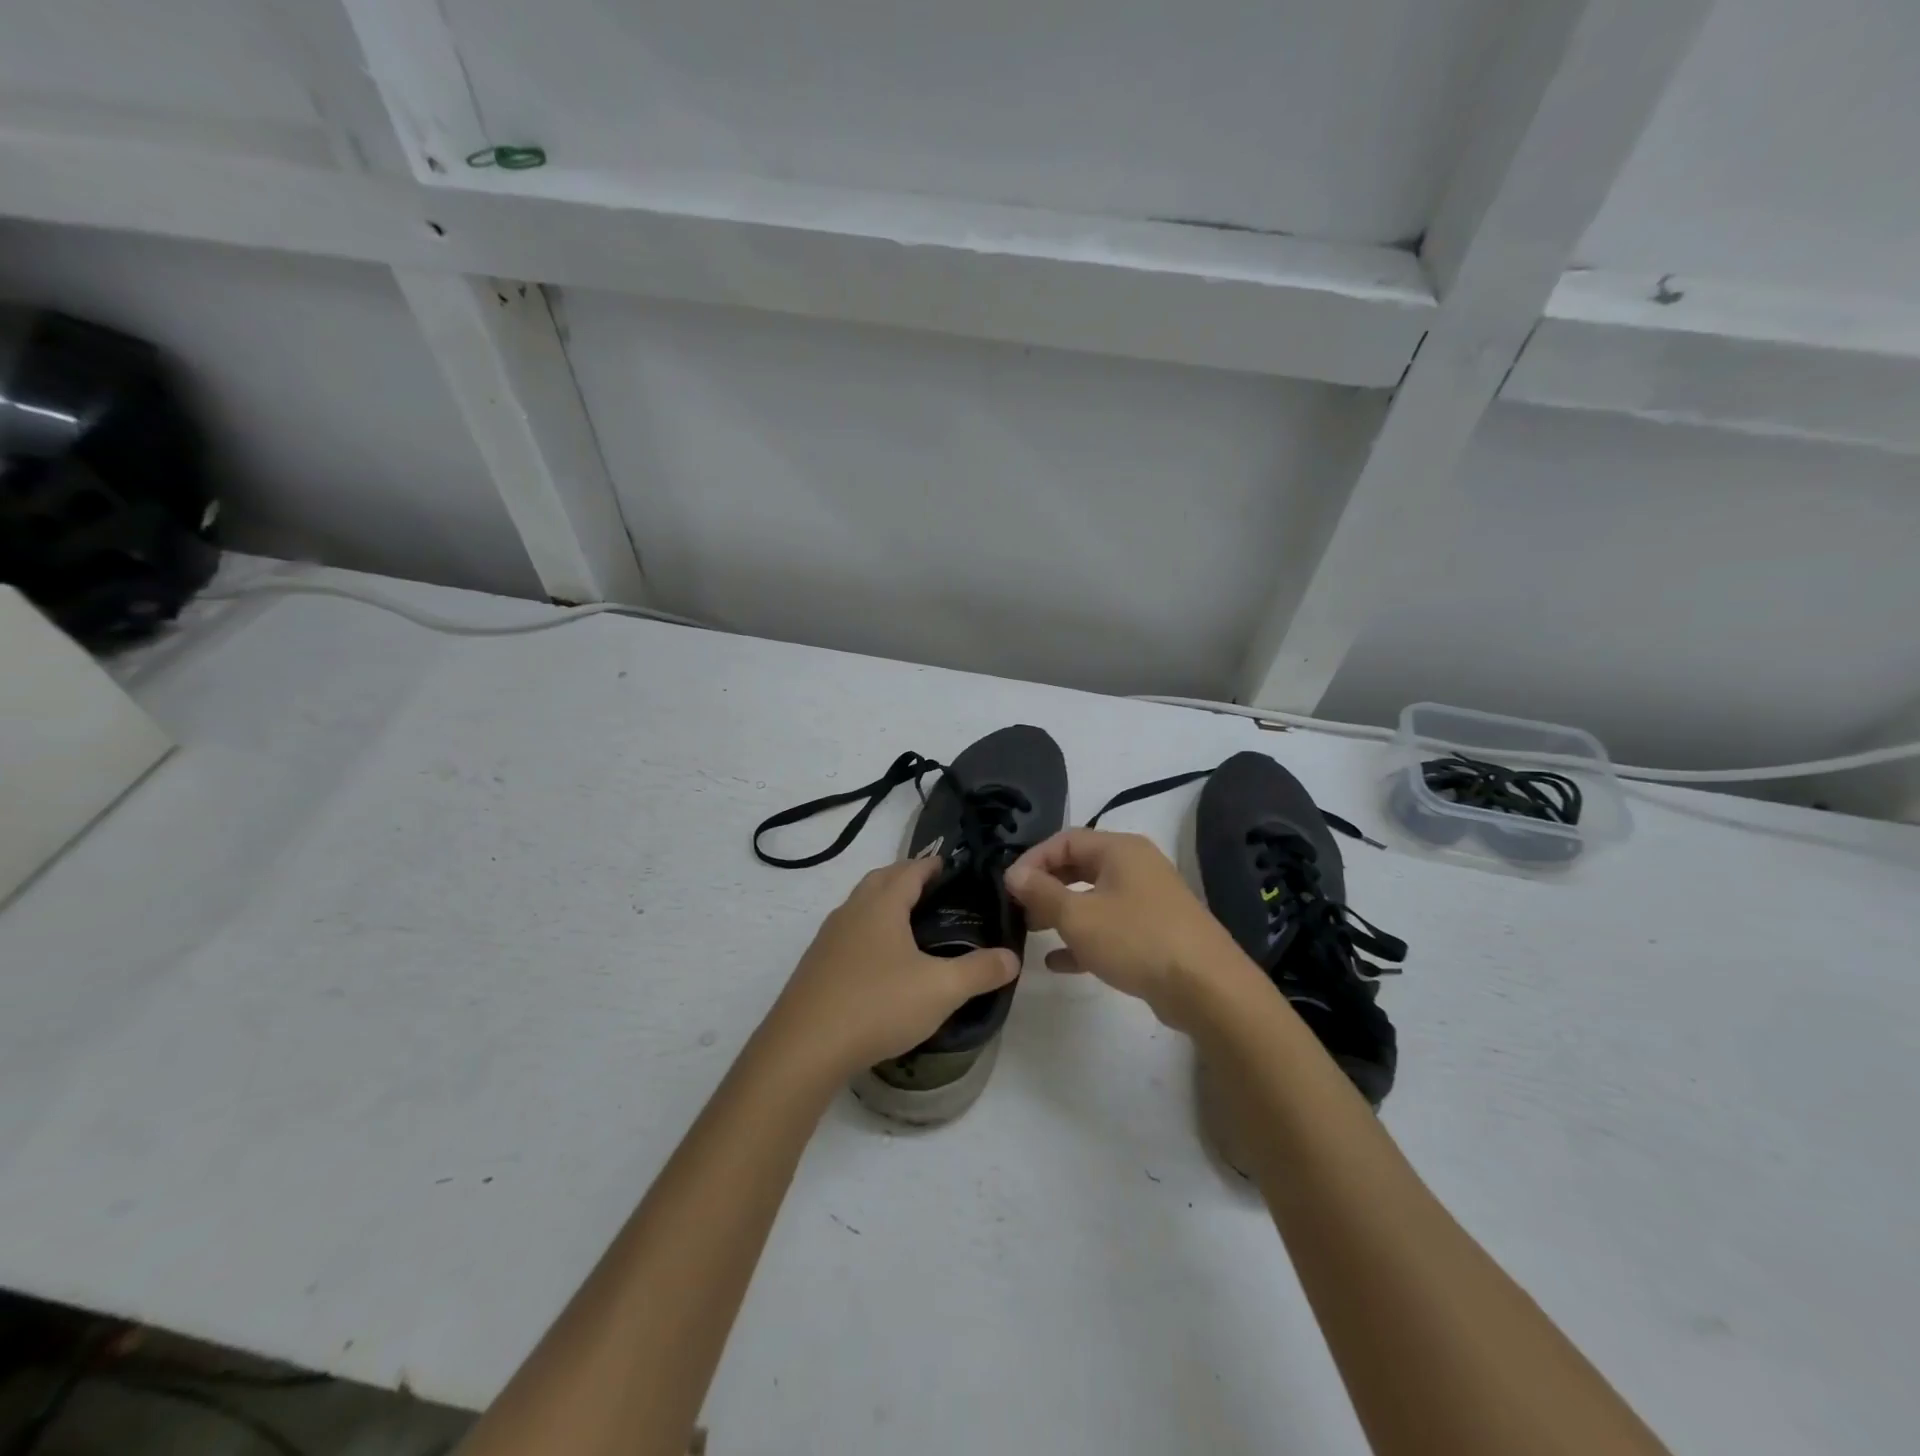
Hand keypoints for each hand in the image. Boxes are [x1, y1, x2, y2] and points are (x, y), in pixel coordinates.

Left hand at [763, 859, 1019, 1080]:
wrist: (804, 1048)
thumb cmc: (877, 1004)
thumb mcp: (940, 989)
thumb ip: (980, 971)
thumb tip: (1012, 957)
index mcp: (881, 906)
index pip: (909, 870)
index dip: (930, 865)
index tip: (950, 866)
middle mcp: (851, 912)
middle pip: (879, 880)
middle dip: (905, 878)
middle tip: (933, 890)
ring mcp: (828, 939)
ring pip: (859, 907)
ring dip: (883, 904)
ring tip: (909, 925)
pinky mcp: (815, 967)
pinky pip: (847, 935)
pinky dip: (868, 933)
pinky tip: (879, 963)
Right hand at [1005, 829, 1256, 1031]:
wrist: (1207, 988)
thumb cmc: (1136, 939)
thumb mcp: (1078, 915)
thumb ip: (1041, 892)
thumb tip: (1013, 874)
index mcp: (1120, 849)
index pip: (1065, 840)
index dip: (1033, 859)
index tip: (1008, 886)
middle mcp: (1136, 867)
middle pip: (1079, 867)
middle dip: (1046, 886)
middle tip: (1017, 908)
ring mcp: (1148, 901)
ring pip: (1094, 898)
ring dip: (1061, 913)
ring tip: (1030, 932)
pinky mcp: (1154, 933)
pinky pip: (1110, 927)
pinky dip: (1083, 938)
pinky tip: (1057, 962)